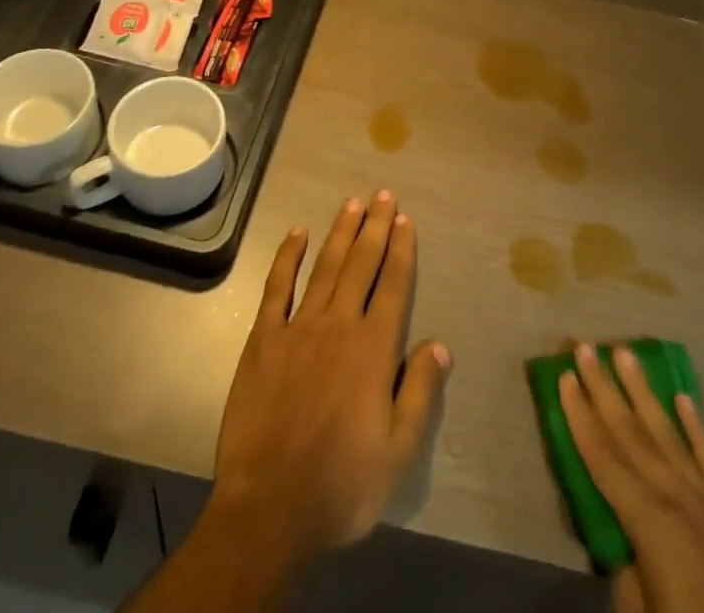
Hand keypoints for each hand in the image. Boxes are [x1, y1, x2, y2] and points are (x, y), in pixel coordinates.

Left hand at [209, 192, 450, 561]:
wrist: (269, 508)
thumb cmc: (342, 484)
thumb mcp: (399, 451)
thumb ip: (420, 393)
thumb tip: (440, 344)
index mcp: (374, 349)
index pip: (393, 284)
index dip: (401, 249)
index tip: (405, 219)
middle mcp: (339, 325)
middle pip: (361, 264)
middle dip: (375, 226)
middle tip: (383, 194)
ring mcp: (298, 328)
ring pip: (325, 267)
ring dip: (341, 232)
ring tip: (352, 203)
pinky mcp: (263, 339)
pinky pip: (277, 287)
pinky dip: (287, 257)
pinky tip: (297, 233)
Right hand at [561, 343, 703, 612]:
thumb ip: (624, 568)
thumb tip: (616, 535)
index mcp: (649, 520)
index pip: (603, 457)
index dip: (580, 416)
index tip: (563, 375)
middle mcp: (676, 496)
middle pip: (631, 432)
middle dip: (603, 388)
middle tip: (584, 347)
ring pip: (668, 432)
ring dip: (643, 391)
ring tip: (625, 353)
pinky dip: (696, 426)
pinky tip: (683, 398)